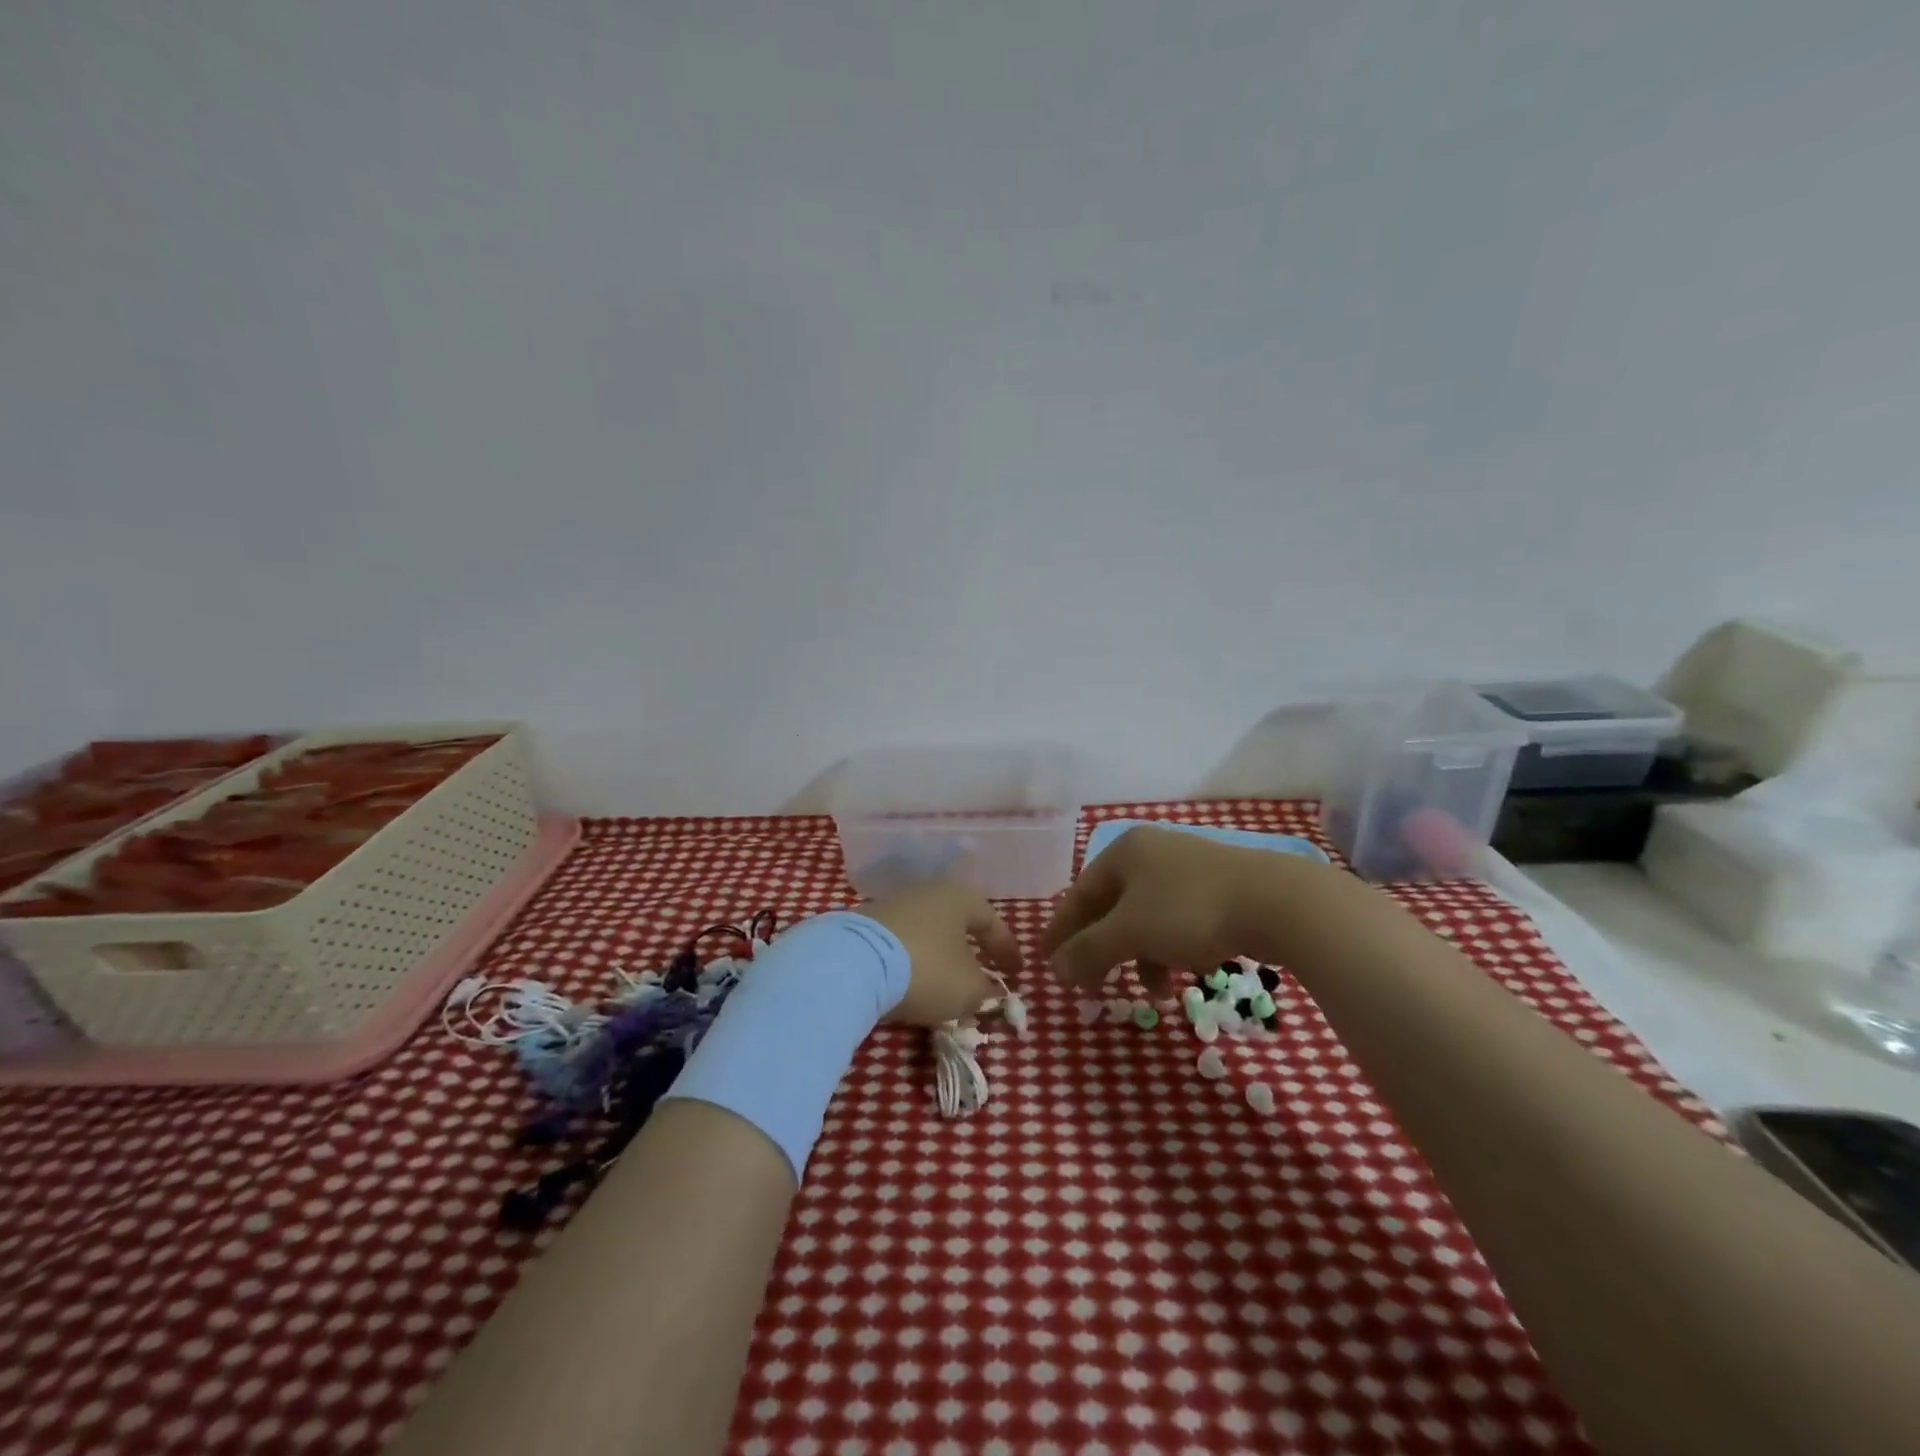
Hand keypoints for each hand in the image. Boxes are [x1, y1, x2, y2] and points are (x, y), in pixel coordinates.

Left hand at [859, 881, 1023, 1026]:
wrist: (852, 964)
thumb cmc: (927, 969)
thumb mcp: (968, 989)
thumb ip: (986, 990)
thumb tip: (989, 991)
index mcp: (958, 897)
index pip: (991, 921)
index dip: (1006, 949)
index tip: (1016, 973)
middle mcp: (926, 892)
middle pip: (956, 923)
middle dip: (970, 952)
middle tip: (981, 976)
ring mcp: (891, 906)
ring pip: (926, 933)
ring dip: (939, 958)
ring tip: (944, 986)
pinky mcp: (863, 925)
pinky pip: (900, 944)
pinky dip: (912, 962)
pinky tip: (910, 984)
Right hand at [1042, 825, 1318, 993]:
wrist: (1278, 903)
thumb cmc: (1189, 911)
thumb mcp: (1130, 933)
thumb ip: (1088, 950)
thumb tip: (1055, 968)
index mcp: (1124, 852)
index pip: (1079, 894)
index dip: (1061, 930)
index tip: (1046, 961)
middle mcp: (1152, 854)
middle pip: (1112, 908)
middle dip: (1104, 951)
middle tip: (1093, 986)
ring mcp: (1187, 869)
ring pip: (1148, 918)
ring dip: (1143, 958)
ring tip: (1154, 994)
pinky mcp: (1219, 889)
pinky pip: (1179, 922)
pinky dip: (1173, 949)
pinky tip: (1187, 971)